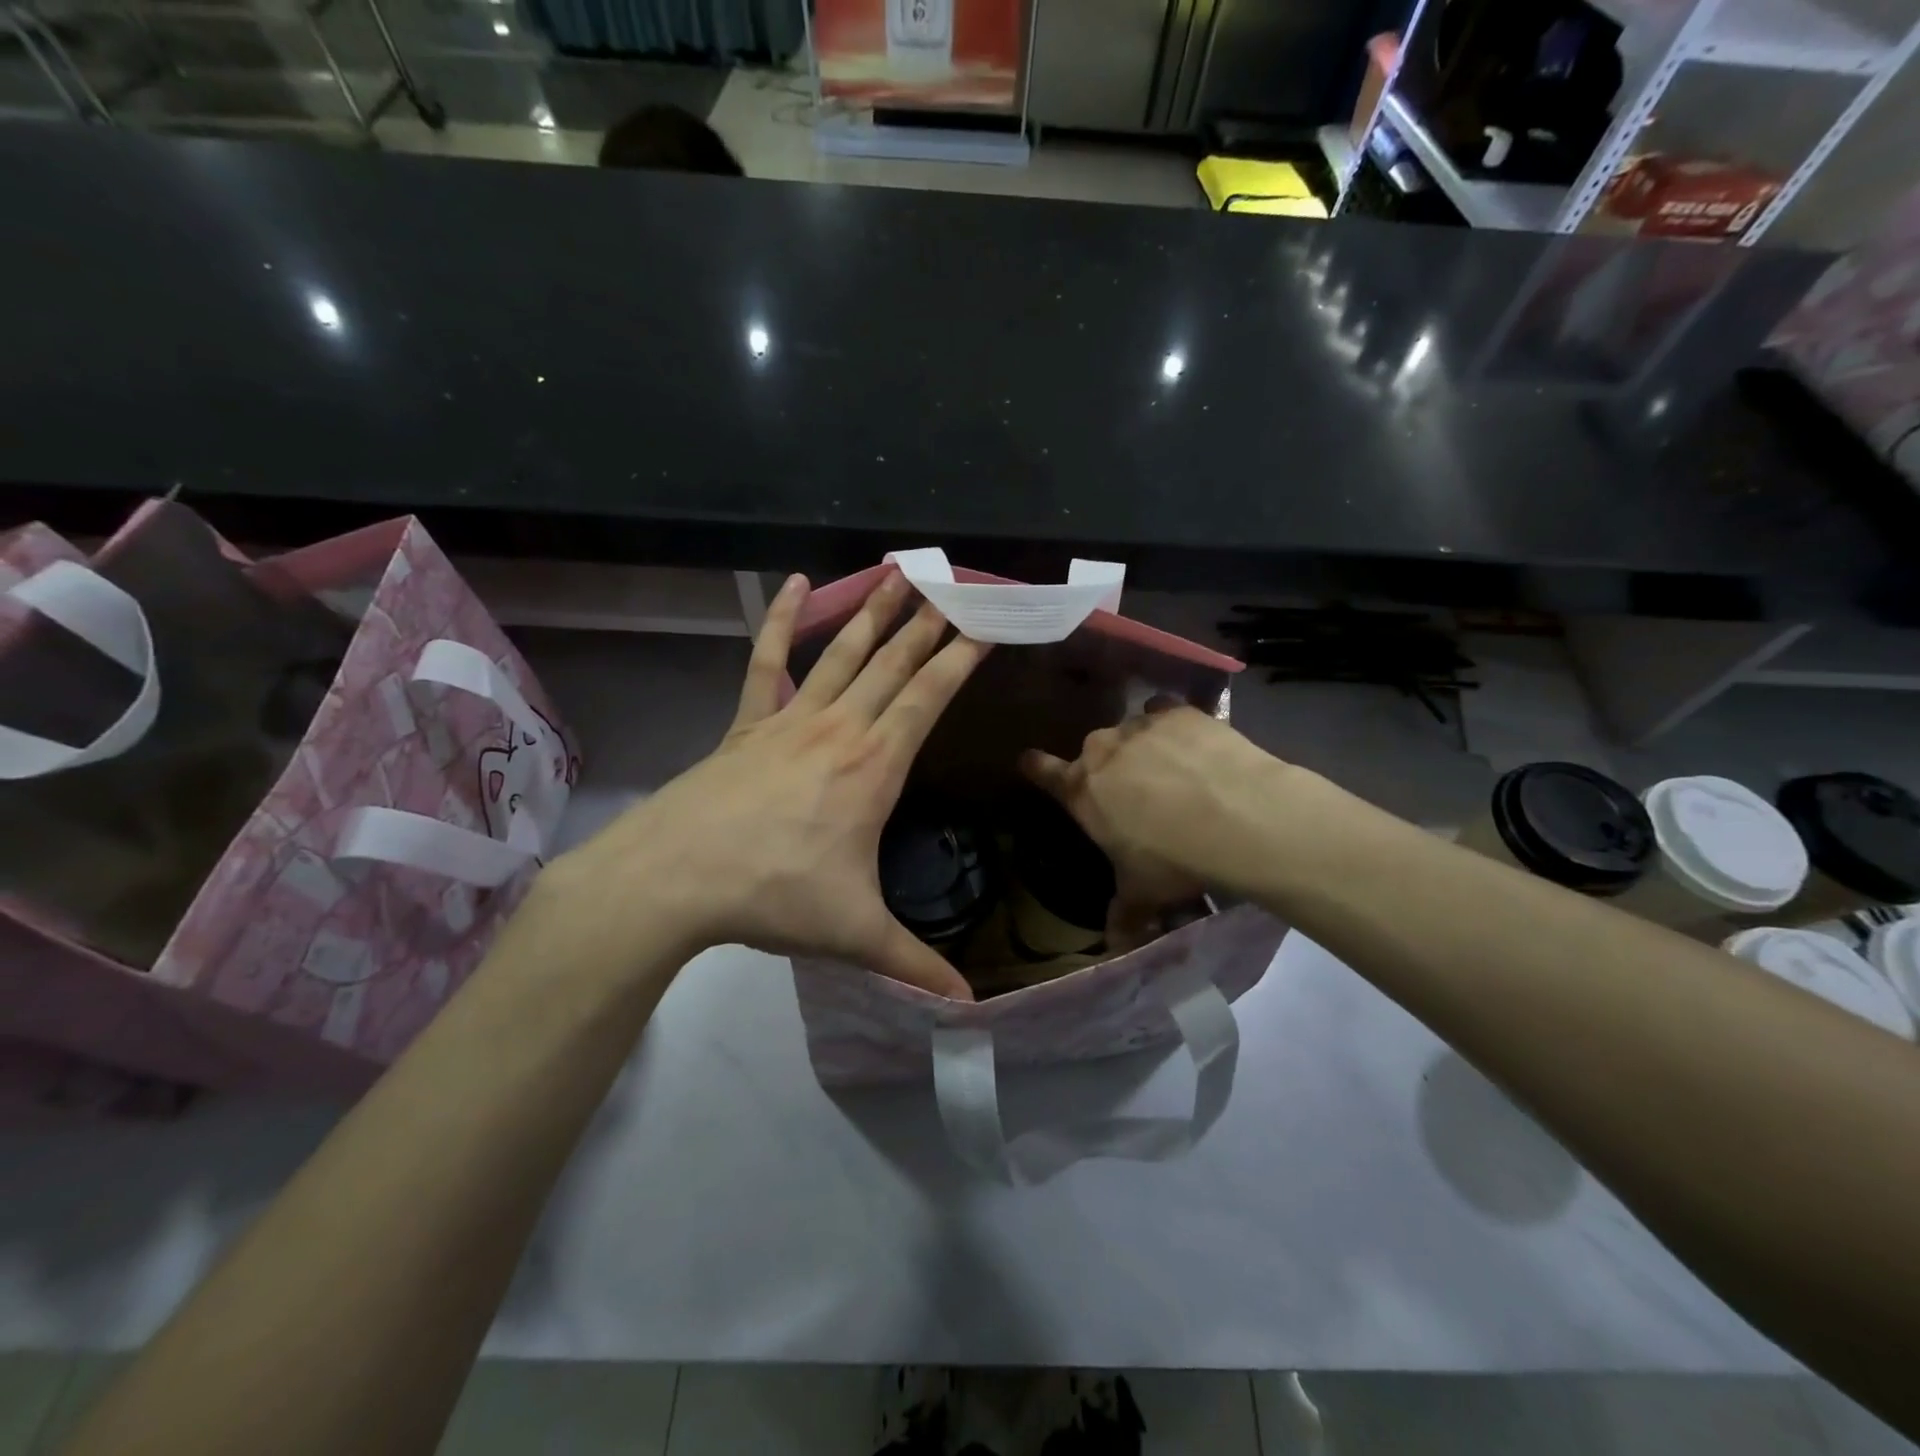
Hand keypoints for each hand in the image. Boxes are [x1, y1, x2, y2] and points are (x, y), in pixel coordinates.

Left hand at [555, 570, 987, 998]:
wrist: (675, 878)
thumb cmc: (774, 895)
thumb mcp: (855, 934)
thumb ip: (914, 965)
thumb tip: (969, 1010)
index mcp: (874, 765)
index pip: (930, 697)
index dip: (961, 657)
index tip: (986, 622)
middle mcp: (839, 727)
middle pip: (893, 663)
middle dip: (928, 622)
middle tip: (953, 583)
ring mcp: (789, 717)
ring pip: (842, 651)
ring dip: (874, 611)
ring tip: (899, 573)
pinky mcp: (747, 721)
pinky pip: (767, 660)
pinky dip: (781, 619)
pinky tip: (795, 583)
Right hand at [1019, 702, 1286, 948]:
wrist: (1236, 817)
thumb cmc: (1173, 859)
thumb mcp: (1143, 892)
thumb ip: (1124, 913)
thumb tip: (1115, 946)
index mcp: (1082, 791)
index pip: (1043, 773)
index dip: (1035, 767)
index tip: (1029, 761)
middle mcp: (1102, 751)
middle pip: (1093, 752)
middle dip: (1109, 769)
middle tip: (1136, 792)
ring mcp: (1140, 726)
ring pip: (1131, 732)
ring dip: (1144, 748)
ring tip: (1175, 772)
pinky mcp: (1179, 713)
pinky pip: (1166, 715)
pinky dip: (1176, 729)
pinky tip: (1197, 747)